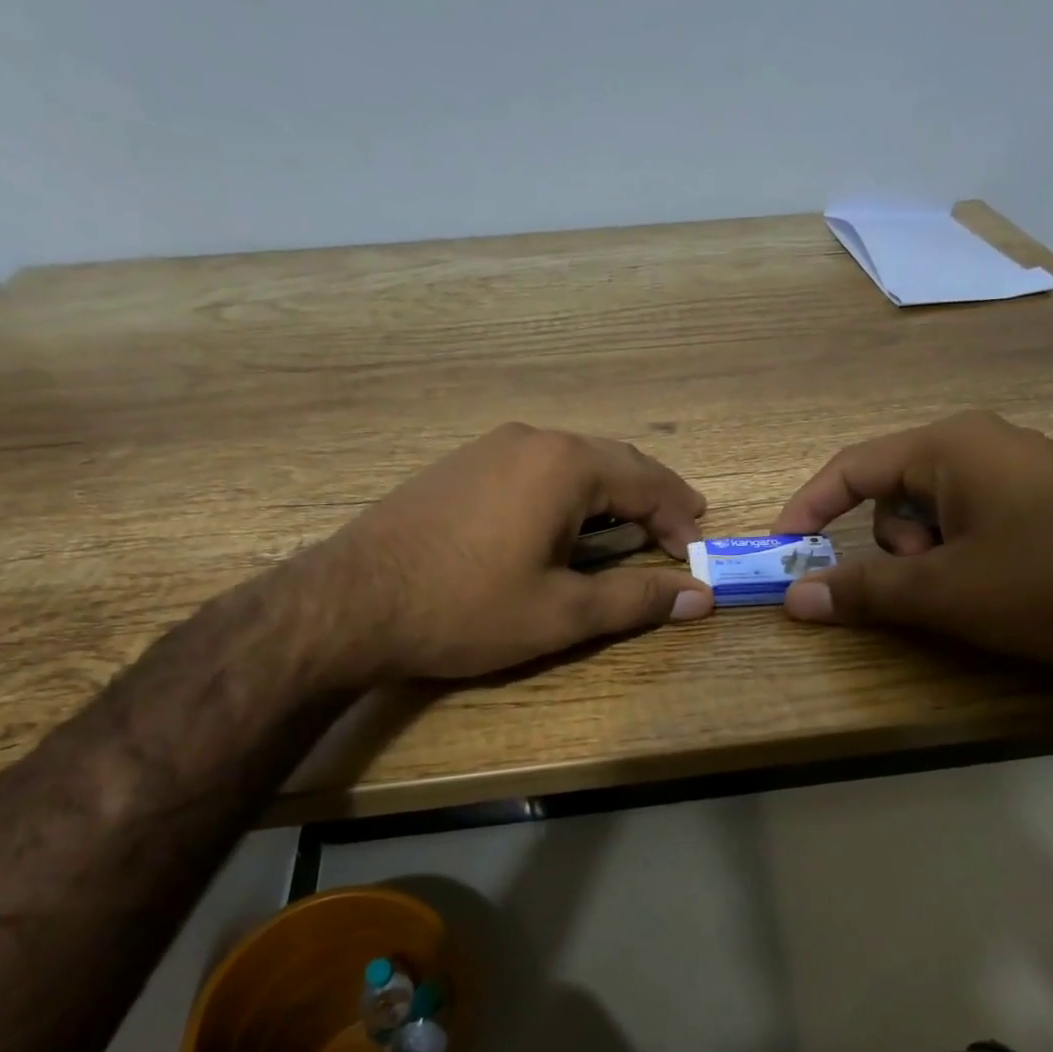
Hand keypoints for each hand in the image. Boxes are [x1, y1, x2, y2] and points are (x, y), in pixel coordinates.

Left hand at [322, 423, 712, 679]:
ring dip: (609, 494)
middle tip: (678, 530)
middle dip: (650, 497)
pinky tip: (565, 523)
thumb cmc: (466, 608)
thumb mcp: (562, 612)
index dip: (680, 516)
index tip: (698, 551)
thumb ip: (637, 598)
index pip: (647, 480)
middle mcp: (531, 439)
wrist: (351, 602)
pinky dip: (568, 494)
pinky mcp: (461, 465)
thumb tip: (701, 595)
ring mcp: (490, 447)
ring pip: (572, 462)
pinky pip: (535, 469)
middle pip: (612, 461)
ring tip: (630, 527)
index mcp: (564, 465)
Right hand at [771, 411, 1052, 675]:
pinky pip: (971, 534)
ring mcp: (1019, 482)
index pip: (851, 468)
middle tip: (924, 586)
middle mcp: (982, 450)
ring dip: (929, 566)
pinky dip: (961, 568)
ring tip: (973, 597)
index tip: (781, 551)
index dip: (807, 509)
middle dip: (891, 550)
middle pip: (892, 498)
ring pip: (931, 523)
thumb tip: (792, 597)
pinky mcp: (1045, 515)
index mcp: (951, 446)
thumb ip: (860, 592)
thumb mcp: (945, 591)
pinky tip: (1000, 598)